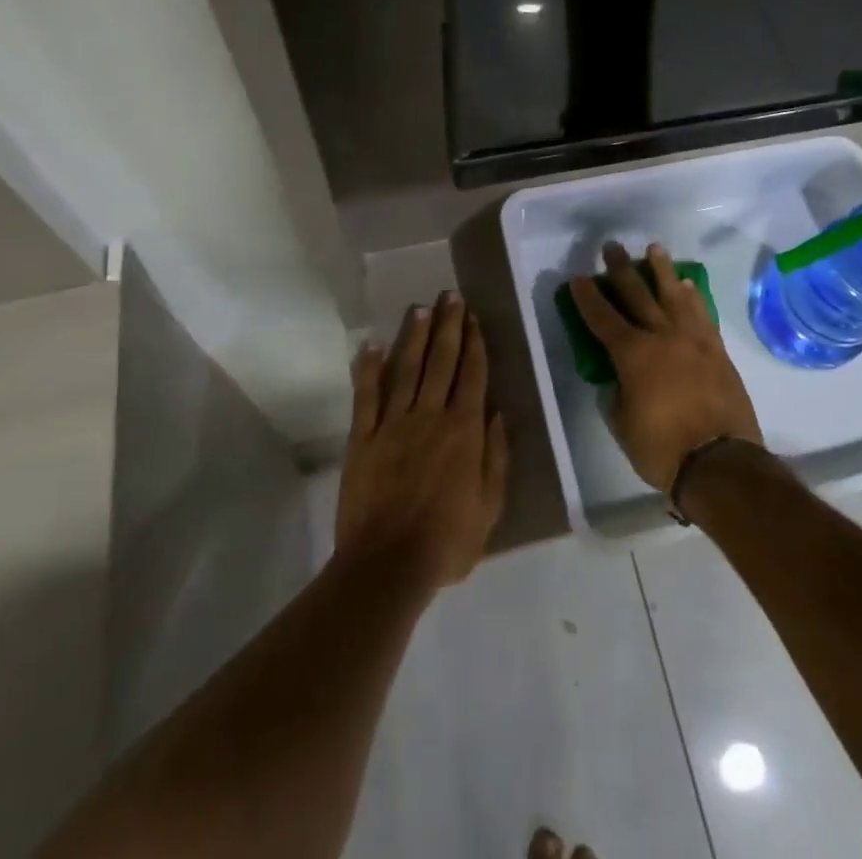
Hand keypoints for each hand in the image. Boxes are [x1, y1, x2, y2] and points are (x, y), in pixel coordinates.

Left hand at [335, 293, 508, 587]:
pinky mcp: (363, 438)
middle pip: (442, 362)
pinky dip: (368, 369)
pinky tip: (371, 345)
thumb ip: (495, 456)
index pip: (472, 375)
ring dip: (415, 337)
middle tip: (451, 296)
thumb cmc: (447, 541)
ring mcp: (393, 424)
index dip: (474, 342)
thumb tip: (498, 413)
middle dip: (449, 326)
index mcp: (464, 430)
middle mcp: (430, 416)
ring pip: (407, 369)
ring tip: (422, 308)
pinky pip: (366, 396)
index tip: (474, 316)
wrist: (388, 565)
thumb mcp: (490, 506)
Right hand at [568, 242, 762, 492]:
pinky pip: (702, 314)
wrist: (720, 460)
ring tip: (655, 249)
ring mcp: (693, 340)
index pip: (603, 318)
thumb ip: (619, 392)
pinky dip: (693, 297)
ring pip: (674, 295)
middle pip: (637, 294)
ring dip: (662, 270)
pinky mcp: (716, 350)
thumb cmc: (662, 447)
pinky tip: (688, 286)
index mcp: (632, 354)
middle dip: (621, 269)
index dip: (588, 297)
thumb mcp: (623, 423)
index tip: (579, 277)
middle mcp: (661, 336)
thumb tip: (621, 379)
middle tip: (612, 246)